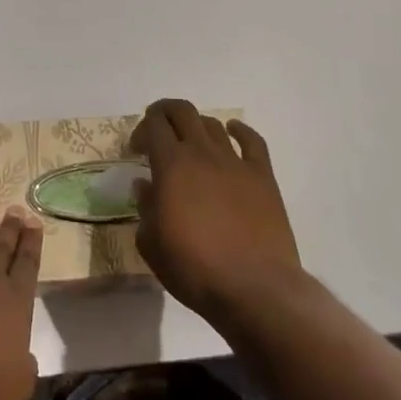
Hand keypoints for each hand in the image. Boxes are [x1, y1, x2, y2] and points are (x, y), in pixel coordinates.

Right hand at [131, 98, 302, 319]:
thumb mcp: (151, 244)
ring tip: (191, 143)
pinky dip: (240, 130)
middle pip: (182, 111)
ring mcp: (235, 162)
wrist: (255, 288)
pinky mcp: (263, 176)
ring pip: (212, 124)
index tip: (137, 150)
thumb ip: (145, 207)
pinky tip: (233, 131)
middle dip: (166, 113)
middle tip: (159, 133)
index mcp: (171, 164)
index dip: (142, 129)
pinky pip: (252, 141)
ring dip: (197, 126)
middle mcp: (202, 152)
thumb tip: (145, 185)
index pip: (153, 124)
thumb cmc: (195, 268)